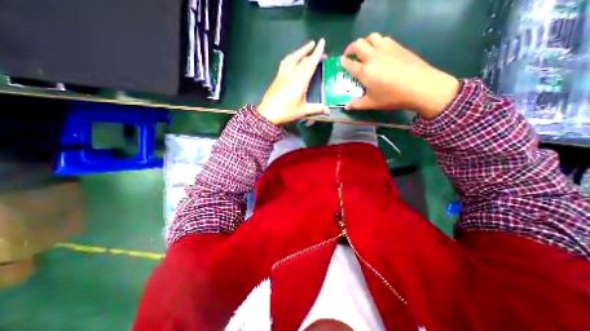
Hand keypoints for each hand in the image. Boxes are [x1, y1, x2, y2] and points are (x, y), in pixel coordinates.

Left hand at [259, 38, 330, 124]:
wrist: (268, 113)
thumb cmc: (287, 112)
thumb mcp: (303, 111)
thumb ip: (317, 109)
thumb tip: (329, 111)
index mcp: (300, 81)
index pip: (310, 64)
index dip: (317, 53)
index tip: (322, 42)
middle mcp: (291, 75)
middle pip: (302, 59)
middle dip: (311, 51)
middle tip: (318, 48)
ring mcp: (283, 75)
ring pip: (291, 58)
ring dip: (300, 51)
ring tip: (306, 48)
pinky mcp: (277, 77)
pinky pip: (284, 62)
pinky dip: (290, 57)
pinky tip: (292, 58)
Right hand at [341, 32, 460, 117]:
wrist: (421, 87)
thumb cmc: (392, 97)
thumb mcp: (372, 103)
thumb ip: (357, 104)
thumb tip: (346, 106)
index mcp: (364, 71)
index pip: (349, 63)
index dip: (343, 62)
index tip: (341, 62)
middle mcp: (373, 57)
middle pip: (358, 44)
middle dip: (351, 48)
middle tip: (350, 55)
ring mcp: (386, 49)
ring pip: (371, 37)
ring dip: (364, 42)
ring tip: (364, 51)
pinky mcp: (398, 46)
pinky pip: (384, 39)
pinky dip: (377, 42)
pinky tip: (380, 51)